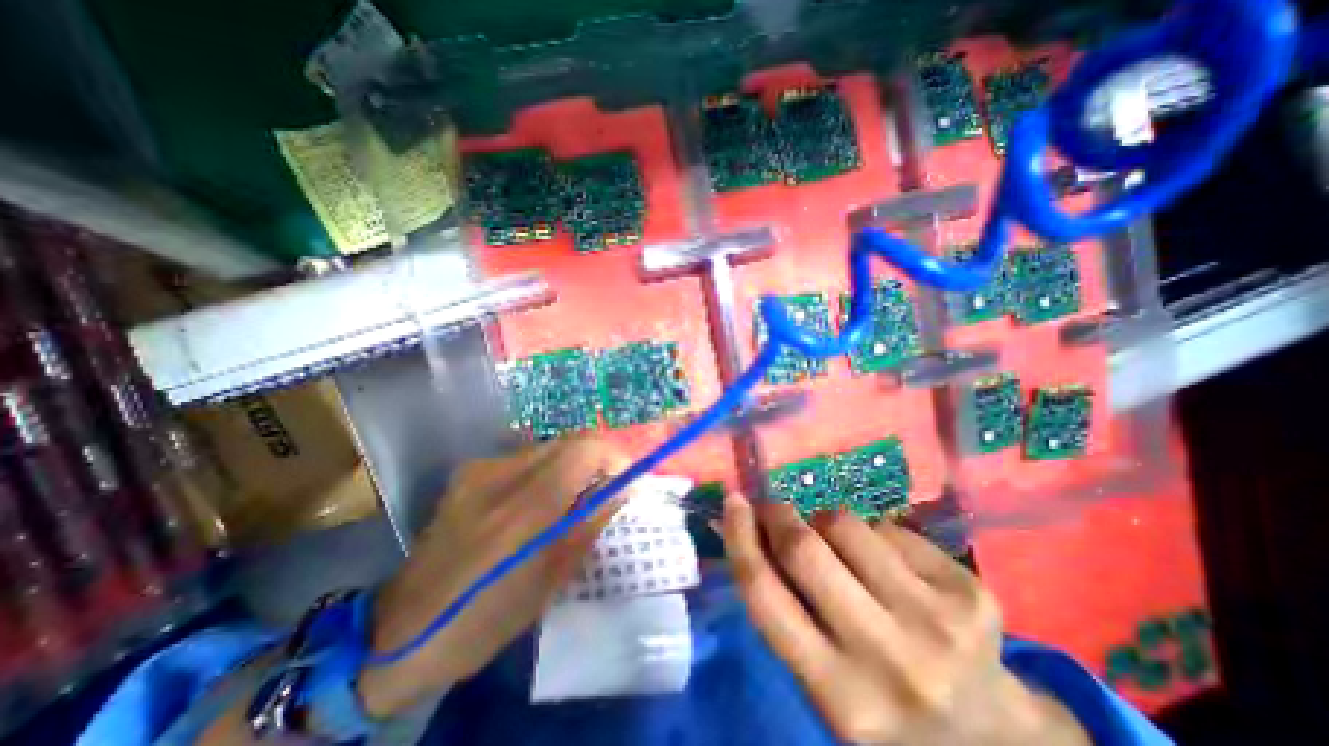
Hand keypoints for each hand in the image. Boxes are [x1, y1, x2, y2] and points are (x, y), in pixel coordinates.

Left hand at [358, 436, 630, 717]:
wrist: (403, 631)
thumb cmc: (487, 617)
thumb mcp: (551, 578)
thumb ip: (589, 523)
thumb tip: (622, 488)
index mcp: (522, 510)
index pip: (583, 450)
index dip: (612, 456)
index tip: (625, 479)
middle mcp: (499, 475)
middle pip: (567, 440)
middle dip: (596, 458)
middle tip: (605, 487)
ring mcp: (479, 469)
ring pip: (548, 446)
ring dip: (572, 464)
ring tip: (575, 496)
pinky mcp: (469, 471)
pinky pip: (525, 458)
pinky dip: (547, 470)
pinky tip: (541, 500)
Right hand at [725, 495, 1090, 745]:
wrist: (988, 736)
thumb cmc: (882, 702)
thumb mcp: (821, 677)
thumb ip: (784, 608)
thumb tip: (751, 531)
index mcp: (839, 696)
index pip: (765, 597)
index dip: (740, 538)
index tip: (732, 502)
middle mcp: (889, 660)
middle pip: (804, 550)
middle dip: (778, 515)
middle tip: (773, 507)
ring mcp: (937, 622)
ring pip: (845, 524)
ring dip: (825, 521)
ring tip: (835, 542)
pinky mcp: (969, 591)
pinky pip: (887, 527)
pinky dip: (869, 532)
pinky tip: (884, 560)